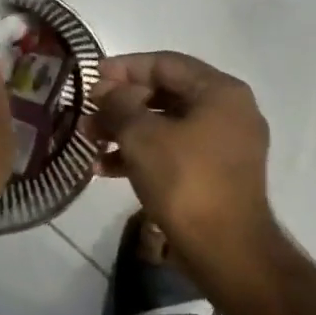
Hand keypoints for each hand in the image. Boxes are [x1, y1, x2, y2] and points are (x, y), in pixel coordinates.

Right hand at [91, 52, 278, 295]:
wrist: (226, 250)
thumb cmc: (185, 181)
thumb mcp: (141, 135)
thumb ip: (118, 104)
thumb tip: (106, 92)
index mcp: (220, 92)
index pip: (164, 63)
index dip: (123, 68)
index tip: (90, 77)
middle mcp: (229, 111)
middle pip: (165, 93)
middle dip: (121, 103)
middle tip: (87, 112)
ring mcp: (225, 145)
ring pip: (166, 124)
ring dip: (125, 129)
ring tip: (89, 140)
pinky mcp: (216, 174)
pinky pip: (174, 151)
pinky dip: (142, 153)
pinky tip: (105, 168)